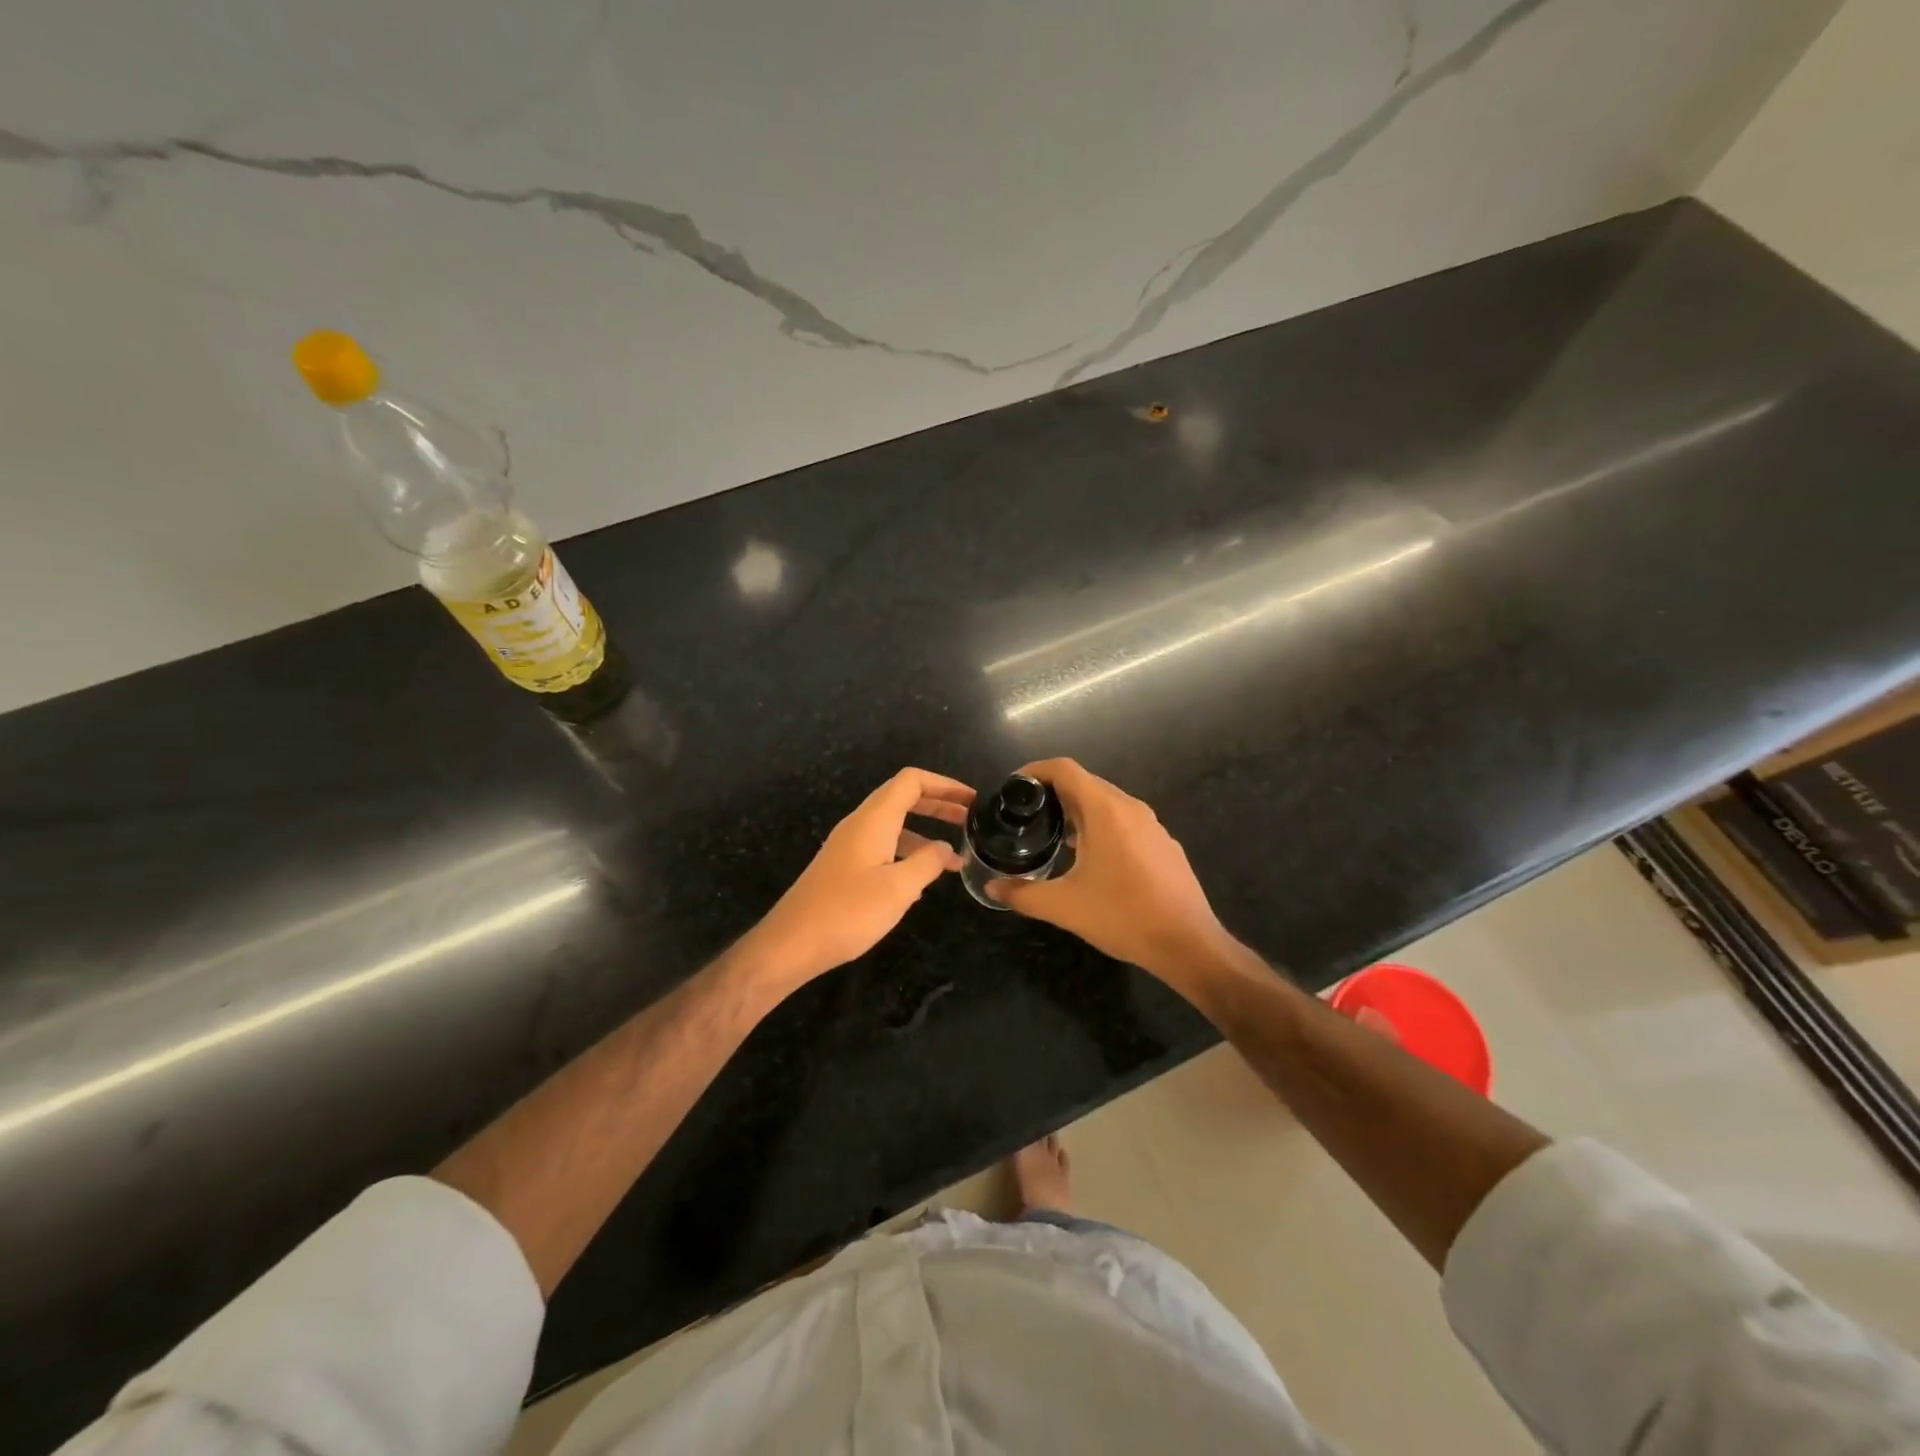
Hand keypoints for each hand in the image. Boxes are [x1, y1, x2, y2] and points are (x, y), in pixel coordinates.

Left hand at [737, 768, 972, 990]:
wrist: (791, 944)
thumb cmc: (848, 912)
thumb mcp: (899, 888)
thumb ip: (928, 862)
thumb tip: (945, 848)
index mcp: (874, 820)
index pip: (912, 781)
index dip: (945, 784)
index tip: (972, 800)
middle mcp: (860, 824)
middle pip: (904, 798)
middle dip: (939, 805)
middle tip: (971, 820)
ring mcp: (849, 845)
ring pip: (894, 824)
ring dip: (925, 831)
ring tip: (955, 856)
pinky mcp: (844, 867)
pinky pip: (883, 845)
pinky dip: (908, 851)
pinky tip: (922, 879)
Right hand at [987, 758, 1228, 980]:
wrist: (1188, 944)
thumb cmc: (1122, 916)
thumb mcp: (1063, 907)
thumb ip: (1022, 894)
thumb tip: (992, 889)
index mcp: (1106, 811)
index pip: (1065, 769)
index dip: (1036, 771)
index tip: (1014, 788)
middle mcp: (1131, 808)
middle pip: (1086, 783)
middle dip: (1054, 793)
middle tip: (1027, 815)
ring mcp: (1152, 826)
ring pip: (1107, 803)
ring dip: (1078, 811)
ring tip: (1054, 836)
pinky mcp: (1164, 845)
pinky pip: (1125, 822)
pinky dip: (1101, 827)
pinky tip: (1091, 859)